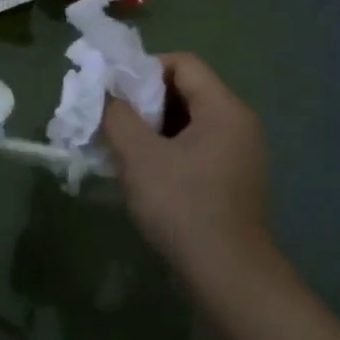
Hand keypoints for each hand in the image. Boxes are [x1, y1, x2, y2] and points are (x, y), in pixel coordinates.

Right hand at [102, 52, 273, 286]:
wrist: (227, 277)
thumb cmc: (182, 205)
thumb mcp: (138, 154)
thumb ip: (115, 114)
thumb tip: (103, 92)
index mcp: (224, 110)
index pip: (182, 63)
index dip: (142, 68)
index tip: (112, 92)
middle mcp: (237, 125)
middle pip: (182, 90)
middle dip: (140, 100)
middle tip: (108, 119)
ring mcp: (236, 155)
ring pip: (183, 122)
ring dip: (147, 127)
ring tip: (116, 146)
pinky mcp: (228, 181)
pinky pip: (190, 148)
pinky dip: (162, 150)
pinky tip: (137, 171)